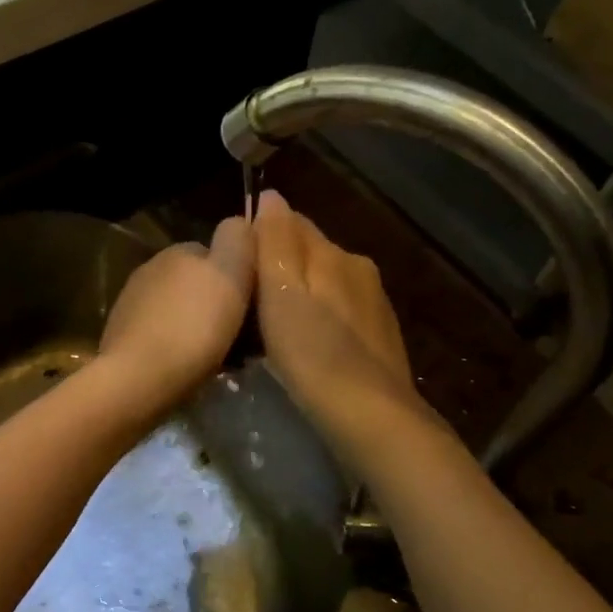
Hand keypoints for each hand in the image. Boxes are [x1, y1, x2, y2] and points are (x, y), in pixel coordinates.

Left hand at [95, 216, 253, 419]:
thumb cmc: (193, 327)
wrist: (139, 379)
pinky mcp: (123, 338)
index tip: (256, 307)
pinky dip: (180, 348)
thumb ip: (238, 240)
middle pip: (199, 285)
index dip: (241, 277)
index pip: (218, 253)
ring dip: (200, 328)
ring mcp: (132, 305)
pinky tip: (191, 369)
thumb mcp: (229, 274)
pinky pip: (164, 337)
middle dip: (220, 305)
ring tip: (221, 358)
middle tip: (243, 339)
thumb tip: (240, 222)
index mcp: (177, 251)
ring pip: (182, 312)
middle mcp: (150, 270)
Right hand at [253, 190, 424, 457]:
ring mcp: (373, 304)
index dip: (260, 237)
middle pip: (310, 254)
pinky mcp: (378, 337)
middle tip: (248, 301)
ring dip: (300, 296)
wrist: (370, 415)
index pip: (291, 222)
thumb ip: (275, 242)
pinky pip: (338, 313)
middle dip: (280, 268)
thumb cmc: (313, 354)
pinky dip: (318, 320)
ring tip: (272, 328)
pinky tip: (306, 347)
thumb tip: (271, 196)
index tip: (234, 265)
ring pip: (325, 285)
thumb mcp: (281, 293)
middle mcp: (358, 269)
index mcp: (334, 254)